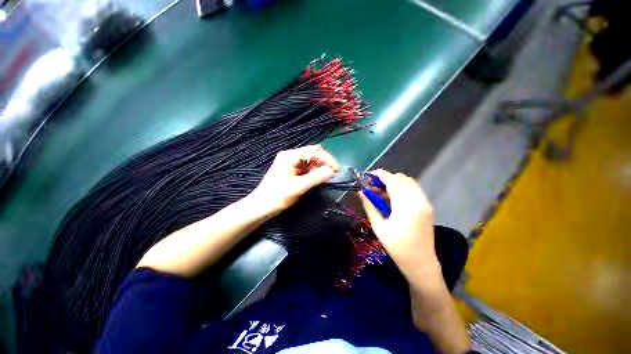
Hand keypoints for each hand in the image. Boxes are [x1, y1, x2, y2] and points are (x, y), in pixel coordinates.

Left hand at [250, 145, 340, 214]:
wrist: (260, 206)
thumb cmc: (277, 197)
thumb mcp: (298, 187)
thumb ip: (316, 178)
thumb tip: (332, 171)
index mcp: (290, 156)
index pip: (314, 151)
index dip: (328, 159)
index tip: (337, 170)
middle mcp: (290, 155)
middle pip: (313, 153)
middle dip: (324, 162)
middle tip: (332, 174)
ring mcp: (289, 161)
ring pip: (310, 160)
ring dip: (319, 167)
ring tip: (325, 178)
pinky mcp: (290, 168)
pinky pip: (305, 166)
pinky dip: (313, 171)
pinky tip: (316, 178)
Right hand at [359, 169, 441, 286]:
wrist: (421, 264)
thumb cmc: (397, 248)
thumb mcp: (379, 227)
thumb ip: (369, 206)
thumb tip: (361, 192)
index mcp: (406, 206)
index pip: (392, 181)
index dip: (380, 175)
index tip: (369, 175)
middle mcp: (419, 200)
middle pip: (402, 178)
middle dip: (386, 178)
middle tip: (373, 187)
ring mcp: (425, 203)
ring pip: (409, 182)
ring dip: (394, 183)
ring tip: (382, 193)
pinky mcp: (427, 206)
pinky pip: (414, 189)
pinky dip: (402, 188)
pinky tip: (393, 198)